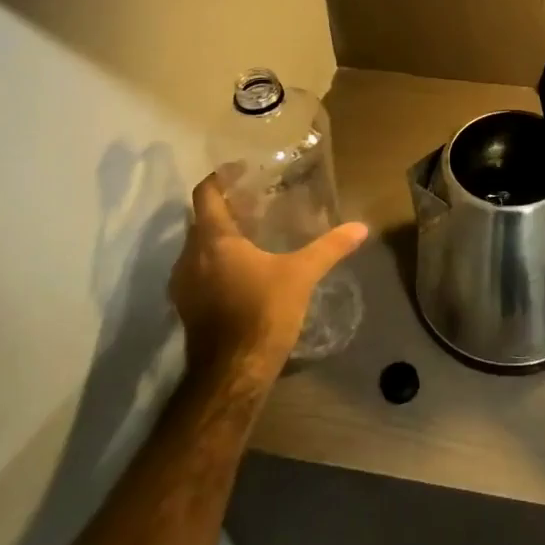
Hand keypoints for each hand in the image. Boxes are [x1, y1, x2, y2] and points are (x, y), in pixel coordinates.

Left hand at [171, 175, 368, 388]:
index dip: (219, 178)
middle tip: (255, 202)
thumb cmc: (262, 312)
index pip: (205, 195)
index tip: (240, 170)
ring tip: (250, 235)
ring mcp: (183, 285)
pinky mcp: (186, 308)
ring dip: (218, 238)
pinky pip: (198, 272)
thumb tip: (361, 227)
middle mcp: (190, 257)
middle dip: (224, 209)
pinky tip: (241, 271)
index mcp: (213, 239)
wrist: (232, 374)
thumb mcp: (301, 275)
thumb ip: (330, 247)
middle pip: (201, 220)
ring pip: (197, 248)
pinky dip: (214, 263)